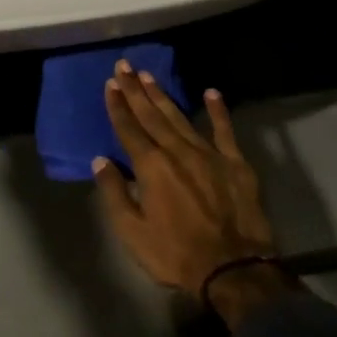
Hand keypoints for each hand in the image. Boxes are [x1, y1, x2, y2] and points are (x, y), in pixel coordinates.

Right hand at [92, 62, 293, 323]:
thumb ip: (114, 193)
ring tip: (149, 75)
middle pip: (152, 116)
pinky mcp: (235, 165)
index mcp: (151, 167)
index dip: (118, 106)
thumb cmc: (176, 254)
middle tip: (124, 66)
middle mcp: (177, 152)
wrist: (234, 271)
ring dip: (163, 96)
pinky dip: (218, 112)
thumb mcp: (132, 232)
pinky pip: (225, 131)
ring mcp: (209, 155)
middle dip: (135, 90)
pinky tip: (211, 93)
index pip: (128, 129)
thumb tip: (100, 161)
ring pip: (181, 118)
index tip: (110, 84)